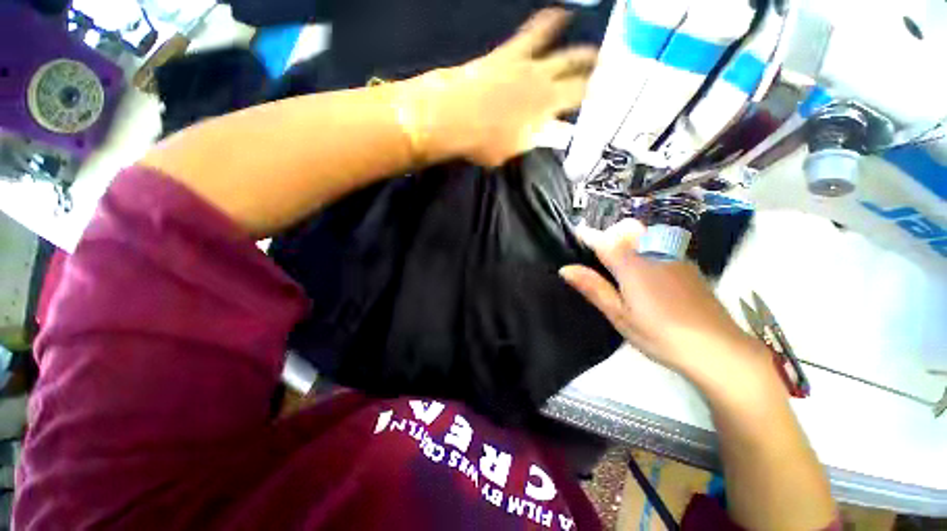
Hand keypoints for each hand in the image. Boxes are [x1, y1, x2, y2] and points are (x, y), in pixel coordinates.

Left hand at [409, 9, 597, 166]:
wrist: (452, 116)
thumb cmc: (481, 142)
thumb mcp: (510, 150)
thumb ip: (531, 139)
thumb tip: (545, 133)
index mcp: (546, 108)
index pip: (580, 98)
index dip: (596, 95)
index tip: (604, 95)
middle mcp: (544, 82)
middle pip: (577, 70)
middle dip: (595, 69)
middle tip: (607, 70)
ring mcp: (528, 64)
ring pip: (563, 49)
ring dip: (581, 47)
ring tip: (595, 46)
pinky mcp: (510, 53)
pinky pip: (534, 32)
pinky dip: (550, 21)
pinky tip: (560, 14)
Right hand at [559, 219, 768, 386]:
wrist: (718, 349)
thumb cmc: (660, 334)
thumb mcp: (619, 315)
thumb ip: (593, 288)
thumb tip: (565, 269)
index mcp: (632, 265)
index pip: (603, 240)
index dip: (587, 235)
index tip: (575, 233)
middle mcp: (653, 252)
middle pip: (627, 229)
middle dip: (609, 234)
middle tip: (598, 257)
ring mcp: (674, 256)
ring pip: (645, 234)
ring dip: (626, 240)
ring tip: (619, 266)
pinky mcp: (687, 265)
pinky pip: (660, 245)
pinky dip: (645, 249)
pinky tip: (647, 276)